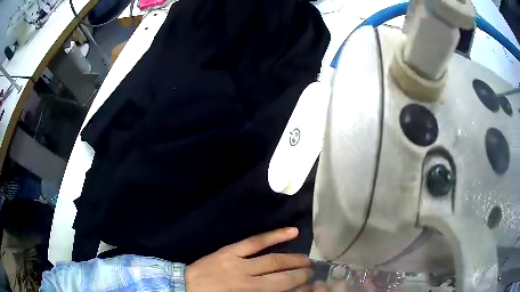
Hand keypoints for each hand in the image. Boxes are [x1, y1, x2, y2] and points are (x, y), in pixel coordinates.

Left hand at [186, 227, 312, 291]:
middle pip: (282, 278)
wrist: (183, 286)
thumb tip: (284, 291)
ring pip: (274, 260)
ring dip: (294, 259)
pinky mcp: (230, 251)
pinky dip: (275, 236)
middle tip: (313, 272)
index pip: (281, 291)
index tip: (310, 285)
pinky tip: (292, 232)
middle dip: (301, 275)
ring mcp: (239, 264)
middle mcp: (248, 282)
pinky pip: (255, 241)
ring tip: (307, 259)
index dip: (299, 288)